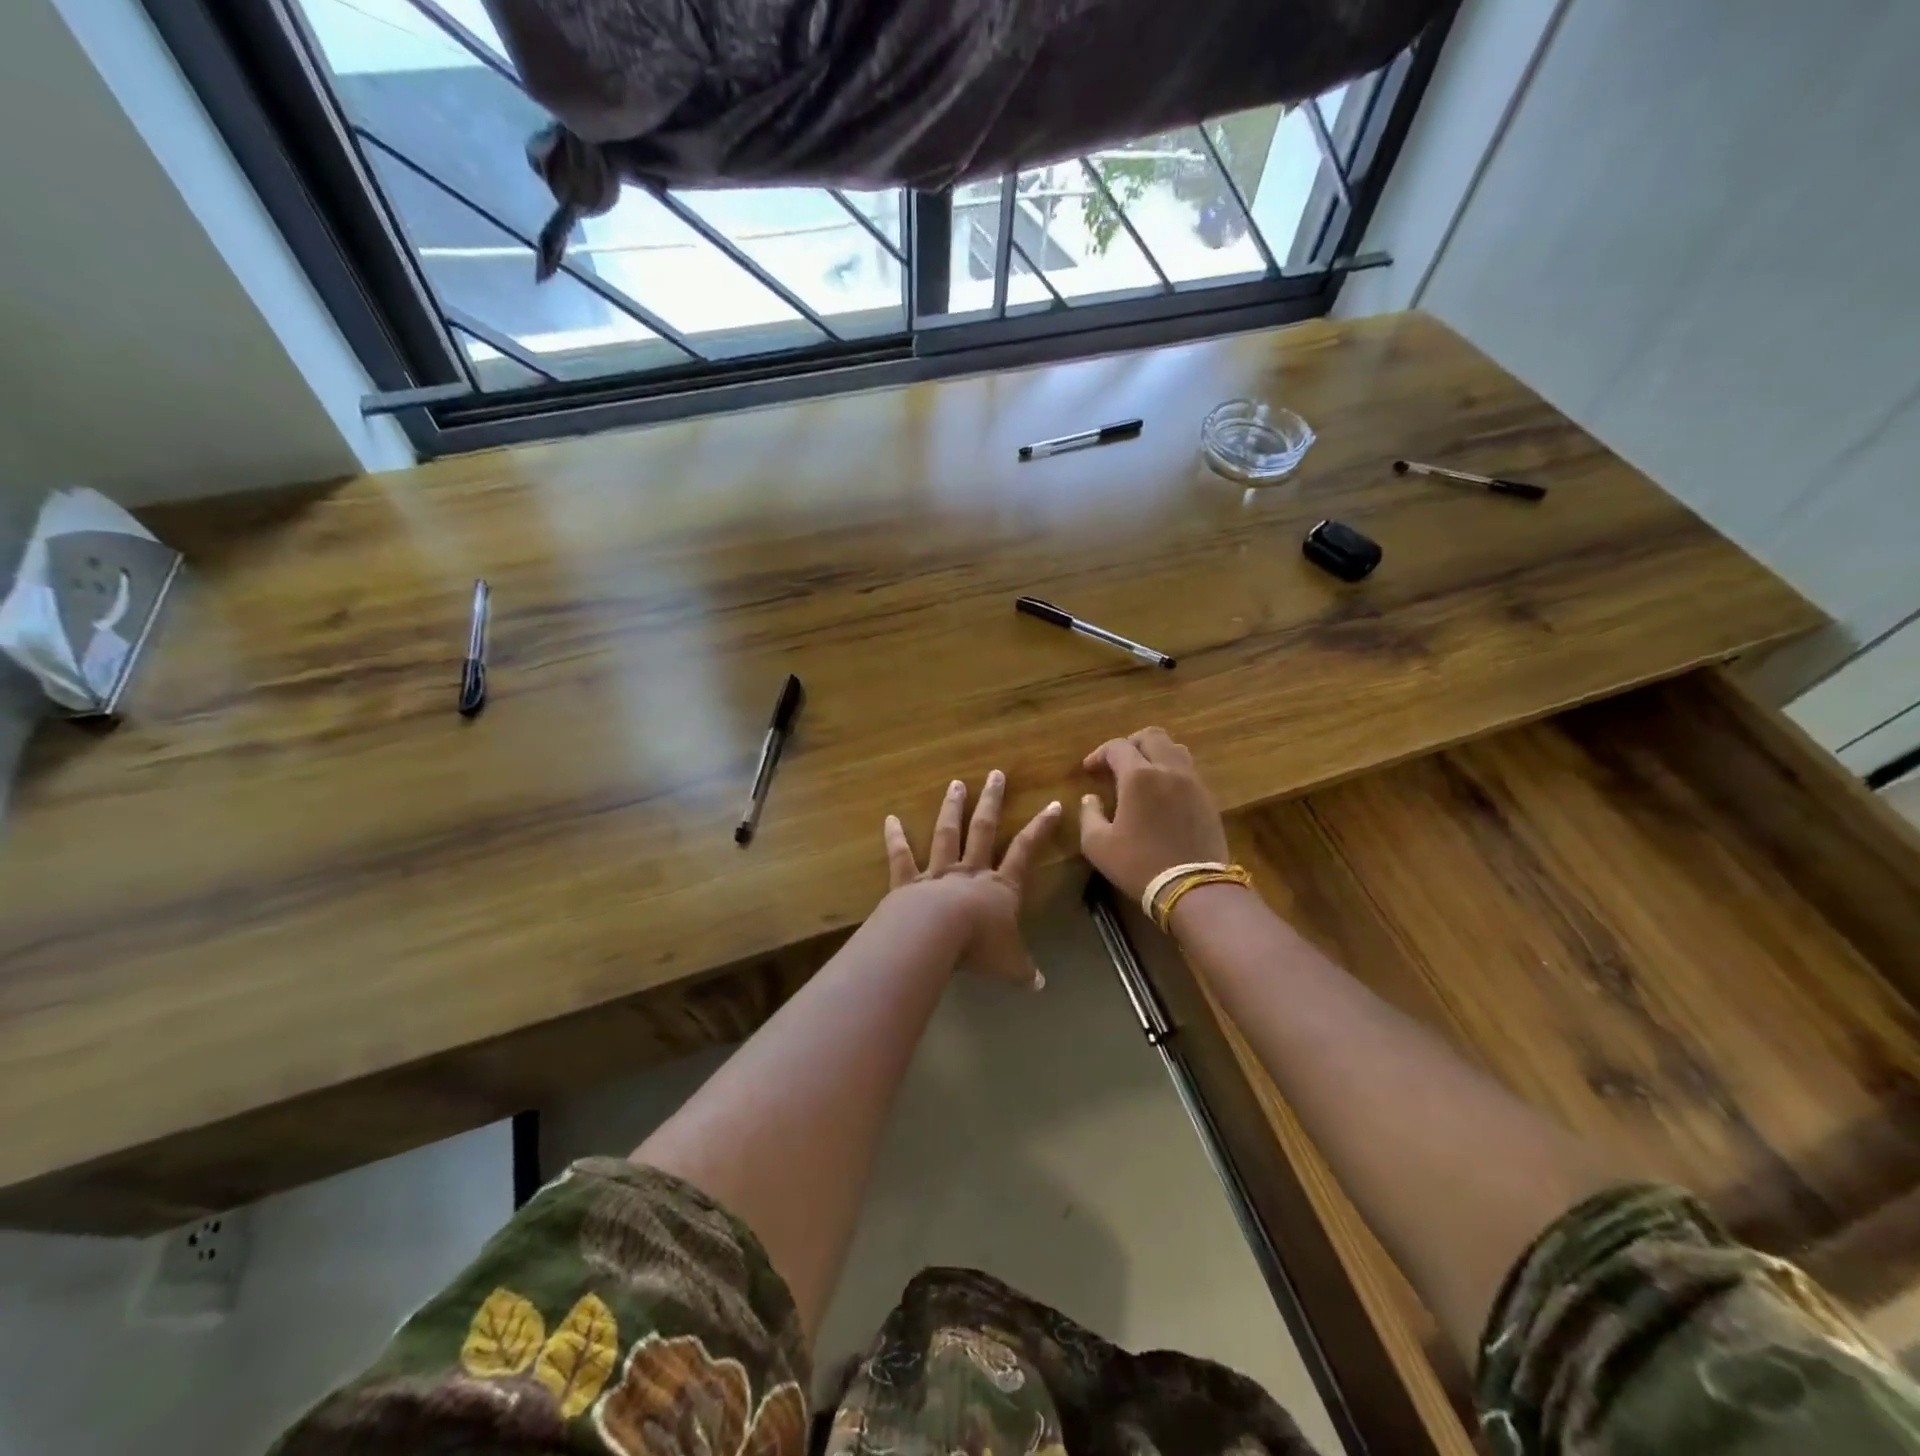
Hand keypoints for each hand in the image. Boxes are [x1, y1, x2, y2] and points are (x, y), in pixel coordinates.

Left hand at [883, 771, 1061, 988]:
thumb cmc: (978, 946)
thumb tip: (1041, 986)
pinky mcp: (908, 882)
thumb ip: (1024, 971)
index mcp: (1000, 887)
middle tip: (995, 774)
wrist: (935, 936)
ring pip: (947, 834)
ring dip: (951, 808)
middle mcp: (970, 872)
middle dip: (991, 801)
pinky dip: (895, 838)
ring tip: (955, 783)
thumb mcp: (1009, 964)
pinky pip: (902, 857)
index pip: (1025, 851)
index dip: (1040, 828)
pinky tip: (889, 819)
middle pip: (983, 829)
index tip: (1052, 804)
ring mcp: (938, 873)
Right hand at [1079, 728, 1230, 903]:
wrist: (1193, 888)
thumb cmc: (1139, 864)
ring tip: (1142, 774)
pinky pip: (1189, 770)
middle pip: (1151, 736)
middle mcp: (1168, 769)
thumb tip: (1090, 799)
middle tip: (1117, 764)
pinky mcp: (1208, 798)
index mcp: (1139, 776)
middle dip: (1130, 744)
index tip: (1090, 770)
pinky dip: (1172, 771)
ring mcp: (1193, 782)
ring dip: (1155, 754)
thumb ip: (1089, 815)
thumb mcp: (1098, 845)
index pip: (1117, 747)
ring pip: (1175, 749)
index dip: (1099, 754)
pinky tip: (1162, 793)